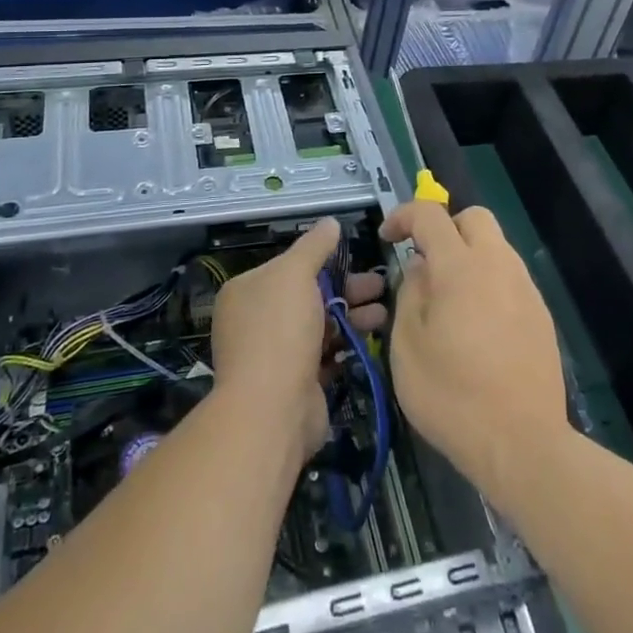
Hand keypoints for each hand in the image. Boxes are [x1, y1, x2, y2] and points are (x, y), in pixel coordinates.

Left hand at [209, 219, 386, 465]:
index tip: (357, 260)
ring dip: (352, 317)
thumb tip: (331, 222)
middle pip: (308, 295)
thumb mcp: (295, 274)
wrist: (272, 410)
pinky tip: (371, 339)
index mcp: (247, 290)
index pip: (289, 267)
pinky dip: (346, 346)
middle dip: (347, 290)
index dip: (324, 262)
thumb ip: (314, 246)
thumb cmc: (280, 331)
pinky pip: (324, 355)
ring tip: (385, 313)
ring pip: (320, 325)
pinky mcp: (295, 382)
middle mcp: (256, 320)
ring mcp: (275, 354)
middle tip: (381, 286)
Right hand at [381, 200, 568, 508]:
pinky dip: (488, 282)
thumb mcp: (407, 346)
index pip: (430, 215)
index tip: (387, 238)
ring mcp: (525, 289)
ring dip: (469, 256)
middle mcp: (498, 265)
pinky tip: (476, 325)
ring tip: (448, 299)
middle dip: (445, 228)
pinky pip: (510, 278)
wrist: (523, 444)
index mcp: (460, 267)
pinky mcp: (541, 315)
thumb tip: (421, 268)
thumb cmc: (452, 396)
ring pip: (496, 247)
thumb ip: (410, 294)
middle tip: (424, 261)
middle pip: (474, 218)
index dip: (403, 216)